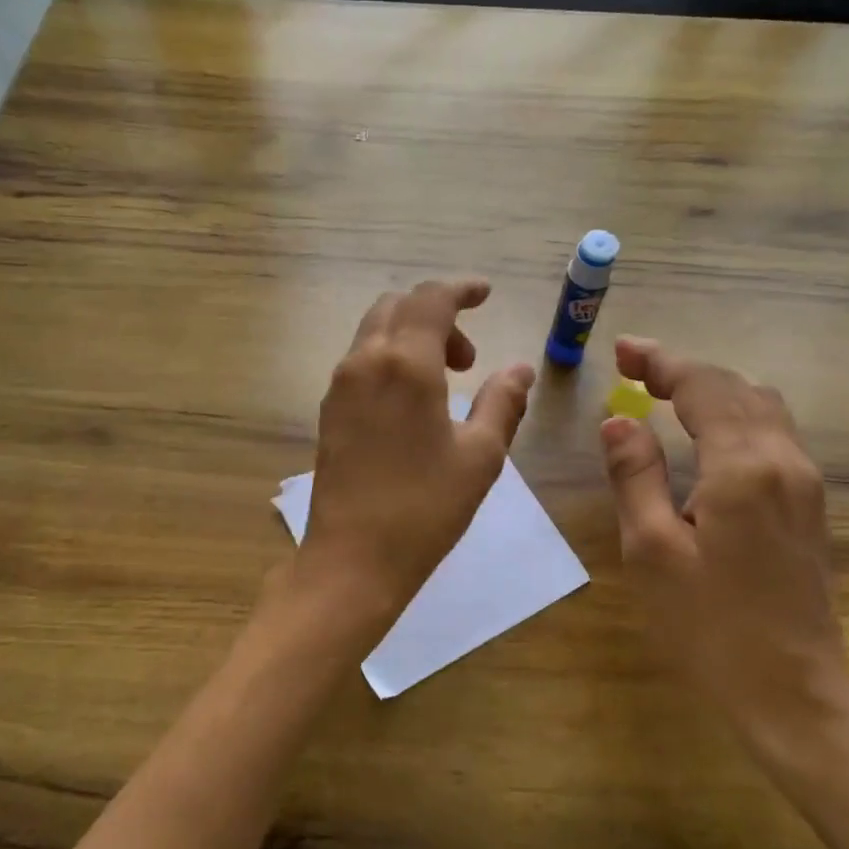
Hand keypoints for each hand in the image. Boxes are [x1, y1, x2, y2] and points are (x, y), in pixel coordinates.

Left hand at [296, 279, 534, 640]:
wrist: (352, 559)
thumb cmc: (425, 508)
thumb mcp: (480, 455)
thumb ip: (503, 402)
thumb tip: (520, 369)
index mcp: (404, 363)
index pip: (431, 298)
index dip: (461, 289)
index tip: (485, 294)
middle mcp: (364, 361)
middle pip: (398, 307)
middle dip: (437, 316)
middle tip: (469, 360)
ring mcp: (339, 386)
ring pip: (375, 332)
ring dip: (412, 338)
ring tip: (446, 384)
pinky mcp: (328, 411)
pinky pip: (361, 361)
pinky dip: (391, 359)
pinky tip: (413, 403)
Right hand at [599, 335, 848, 750]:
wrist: (794, 693)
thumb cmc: (710, 627)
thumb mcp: (651, 551)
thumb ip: (635, 476)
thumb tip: (619, 420)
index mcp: (743, 468)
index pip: (703, 388)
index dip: (661, 362)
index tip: (622, 351)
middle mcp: (785, 462)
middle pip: (737, 388)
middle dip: (684, 370)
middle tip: (634, 368)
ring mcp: (806, 484)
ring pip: (762, 406)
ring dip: (713, 389)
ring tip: (664, 393)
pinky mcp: (809, 506)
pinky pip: (773, 434)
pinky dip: (734, 414)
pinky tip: (705, 432)